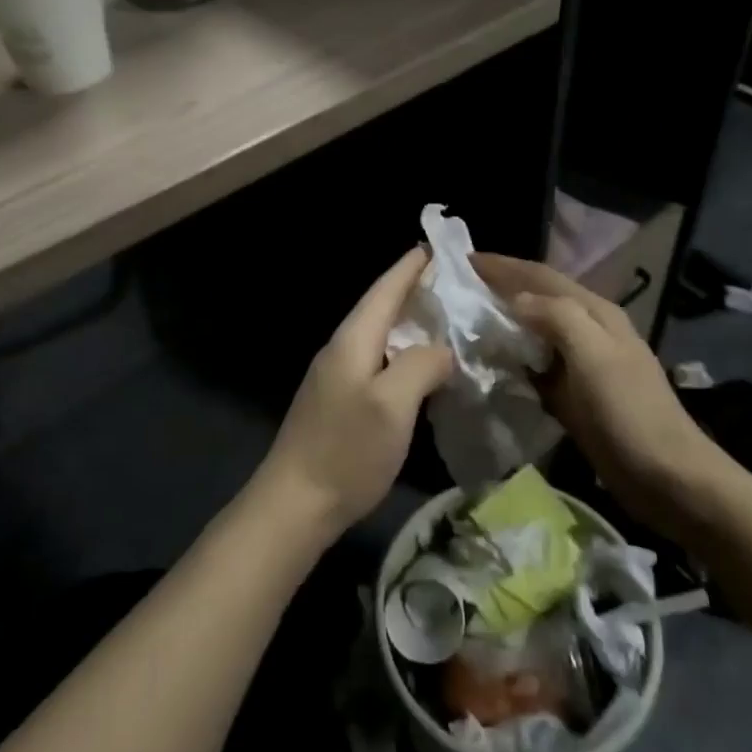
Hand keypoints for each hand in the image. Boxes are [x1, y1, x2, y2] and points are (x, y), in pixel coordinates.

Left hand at [254, 248, 453, 541]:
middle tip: (456, 284)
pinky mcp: (340, 402)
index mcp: (353, 340)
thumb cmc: (346, 450)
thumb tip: (442, 348)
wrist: (295, 504)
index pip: (385, 289)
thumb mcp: (393, 404)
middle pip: (382, 308)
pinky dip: (403, 353)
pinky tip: (422, 367)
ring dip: (411, 323)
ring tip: (447, 320)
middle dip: (415, 291)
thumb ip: (422, 364)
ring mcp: (337, 377)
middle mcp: (342, 349)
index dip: (411, 267)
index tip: (439, 247)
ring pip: (381, 336)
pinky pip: (378, 362)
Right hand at [472, 253, 747, 542]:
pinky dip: (512, 360)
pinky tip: (489, 366)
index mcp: (595, 312)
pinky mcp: (574, 395)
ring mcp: (582, 364)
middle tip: (457, 288)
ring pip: (534, 332)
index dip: (503, 265)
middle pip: (537, 299)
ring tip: (464, 322)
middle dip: (500, 288)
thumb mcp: (595, 356)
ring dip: (503, 323)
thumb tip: (515, 299)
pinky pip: (535, 366)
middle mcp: (588, 330)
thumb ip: (557, 318)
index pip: (541, 276)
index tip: (462, 260)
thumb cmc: (629, 413)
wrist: (668, 478)